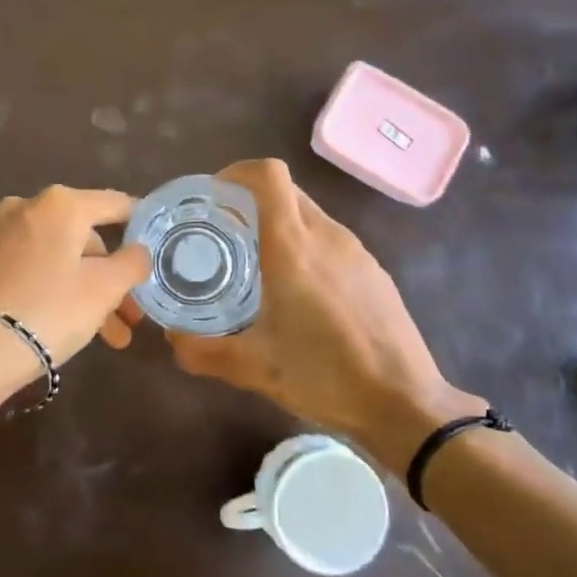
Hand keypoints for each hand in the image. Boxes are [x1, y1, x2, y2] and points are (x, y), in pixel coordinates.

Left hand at [0, 186, 151, 372]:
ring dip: (86, 291)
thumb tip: (139, 251)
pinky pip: (31, 269)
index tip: (160, 246)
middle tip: (131, 316)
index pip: (115, 204)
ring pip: (58, 258)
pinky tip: (66, 324)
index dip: (142, 224)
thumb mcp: (104, 289)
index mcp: (61, 204)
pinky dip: (54, 289)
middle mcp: (26, 207)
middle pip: (85, 238)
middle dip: (111, 277)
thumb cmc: (49, 310)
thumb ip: (132, 263)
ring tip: (109, 338)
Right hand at [141, 159, 483, 470]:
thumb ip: (204, 352)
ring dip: (278, 223)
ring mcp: (356, 251)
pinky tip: (299, 290)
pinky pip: (330, 238)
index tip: (213, 198)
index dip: (237, 173)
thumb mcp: (254, 369)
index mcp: (293, 249)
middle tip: (224, 234)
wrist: (405, 403)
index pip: (268, 176)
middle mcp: (327, 236)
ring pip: (309, 213)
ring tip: (257, 263)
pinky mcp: (373, 269)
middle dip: (250, 200)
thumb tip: (171, 339)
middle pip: (285, 190)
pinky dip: (305, 244)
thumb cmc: (326, 377)